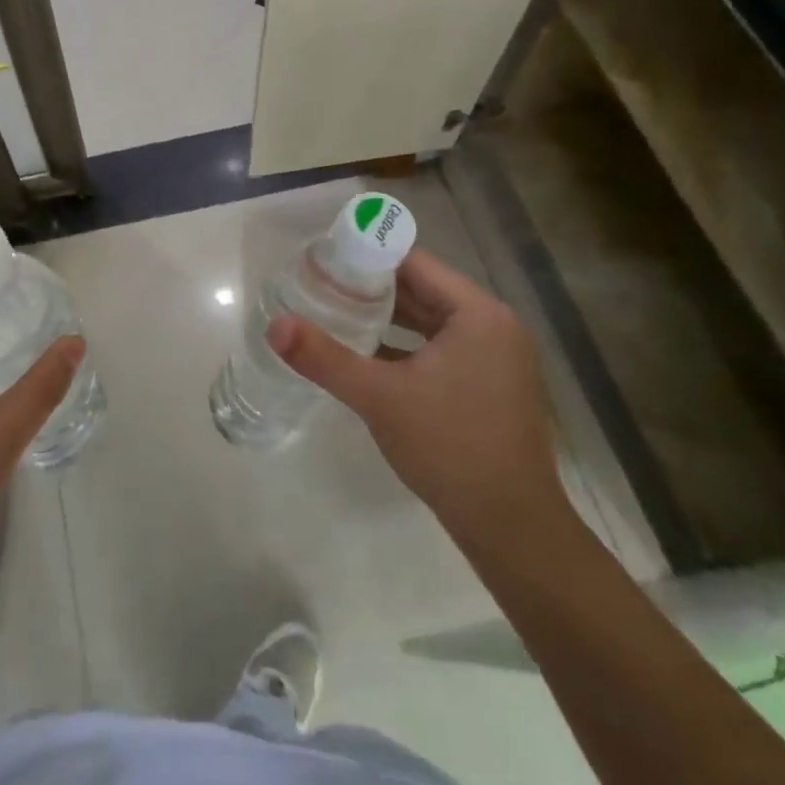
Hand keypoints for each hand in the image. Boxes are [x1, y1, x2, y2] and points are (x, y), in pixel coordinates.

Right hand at [267, 250, 566, 540]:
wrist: (510, 526)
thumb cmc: (449, 447)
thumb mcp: (379, 397)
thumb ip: (324, 358)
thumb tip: (275, 326)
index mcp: (478, 314)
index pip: (415, 264)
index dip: (367, 257)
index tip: (324, 259)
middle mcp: (493, 327)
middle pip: (422, 290)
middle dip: (371, 288)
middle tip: (319, 285)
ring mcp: (495, 359)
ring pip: (429, 323)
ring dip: (386, 318)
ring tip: (333, 313)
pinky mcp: (489, 387)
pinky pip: (440, 349)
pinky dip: (404, 347)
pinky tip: (365, 355)